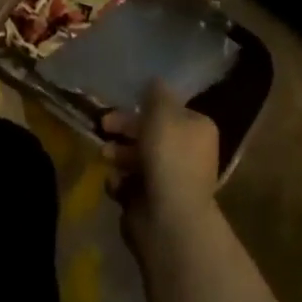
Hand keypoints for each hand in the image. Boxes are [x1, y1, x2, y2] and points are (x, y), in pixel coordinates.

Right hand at [105, 82, 222, 253]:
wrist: (170, 218)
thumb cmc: (169, 156)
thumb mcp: (162, 111)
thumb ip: (156, 93)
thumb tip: (154, 83)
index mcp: (198, 130)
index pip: (170, 111)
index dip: (145, 106)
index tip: (124, 103)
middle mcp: (188, 154)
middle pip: (151, 133)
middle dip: (125, 129)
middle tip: (104, 125)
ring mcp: (171, 181)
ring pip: (137, 158)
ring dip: (118, 153)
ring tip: (105, 156)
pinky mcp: (153, 204)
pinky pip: (131, 185)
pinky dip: (120, 182)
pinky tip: (117, 183)